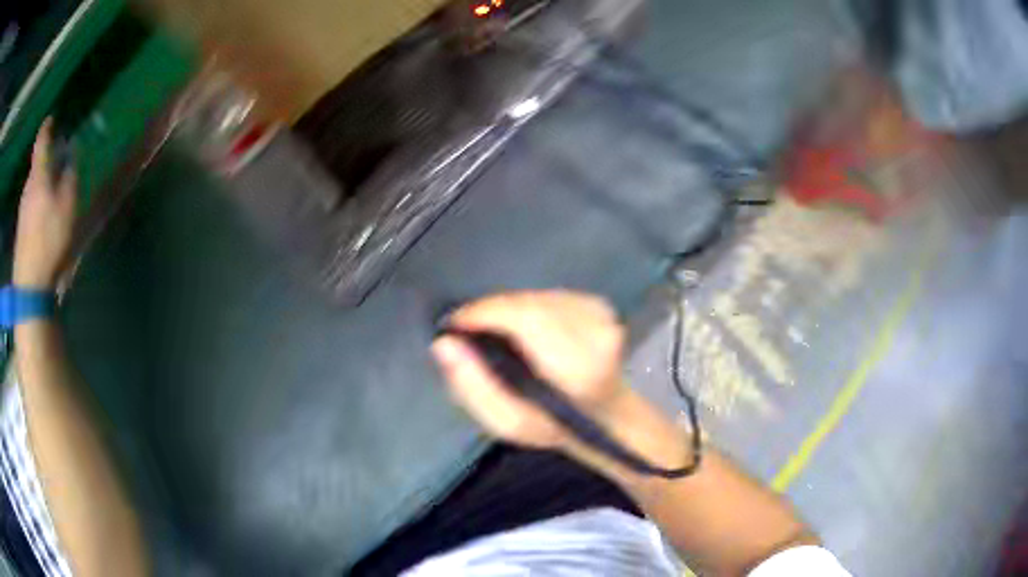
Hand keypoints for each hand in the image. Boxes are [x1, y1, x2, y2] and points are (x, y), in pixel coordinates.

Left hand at [13, 120, 76, 289]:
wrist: (29, 285)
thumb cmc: (49, 239)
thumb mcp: (67, 205)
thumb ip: (69, 176)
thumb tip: (71, 156)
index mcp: (38, 174)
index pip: (41, 140)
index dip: (47, 126)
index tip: (52, 118)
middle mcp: (28, 186)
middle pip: (37, 164)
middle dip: (47, 157)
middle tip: (59, 156)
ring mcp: (23, 209)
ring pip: (34, 184)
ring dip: (43, 180)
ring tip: (53, 186)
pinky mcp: (21, 228)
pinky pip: (31, 203)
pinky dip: (39, 199)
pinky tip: (45, 212)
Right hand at [431, 291, 628, 450]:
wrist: (604, 415)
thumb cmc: (553, 423)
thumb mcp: (507, 422)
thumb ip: (472, 386)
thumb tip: (444, 344)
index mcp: (579, 370)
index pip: (526, 319)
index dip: (485, 313)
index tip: (456, 323)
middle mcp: (598, 336)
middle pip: (529, 303)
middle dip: (493, 310)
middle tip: (470, 327)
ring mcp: (603, 318)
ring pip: (538, 296)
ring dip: (511, 308)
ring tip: (498, 331)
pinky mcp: (601, 306)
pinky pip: (550, 293)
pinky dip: (529, 305)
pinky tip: (528, 327)